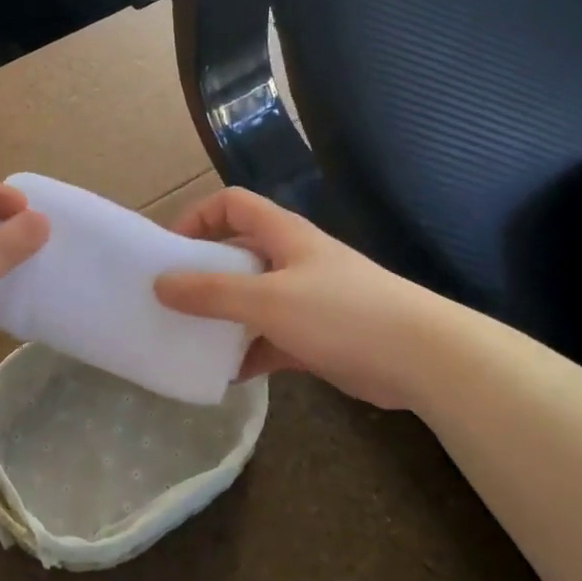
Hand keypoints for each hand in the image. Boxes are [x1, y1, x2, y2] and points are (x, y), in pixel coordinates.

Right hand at [154, 188, 441, 410]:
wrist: (420, 358)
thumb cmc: (341, 313)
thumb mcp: (268, 300)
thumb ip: (212, 293)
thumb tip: (160, 284)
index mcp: (283, 235)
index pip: (232, 204)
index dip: (198, 217)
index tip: (170, 252)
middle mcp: (292, 260)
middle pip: (237, 252)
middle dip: (202, 273)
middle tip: (170, 301)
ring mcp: (305, 300)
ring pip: (251, 300)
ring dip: (222, 318)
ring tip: (188, 340)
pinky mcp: (315, 337)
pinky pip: (268, 339)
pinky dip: (247, 353)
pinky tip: (224, 376)